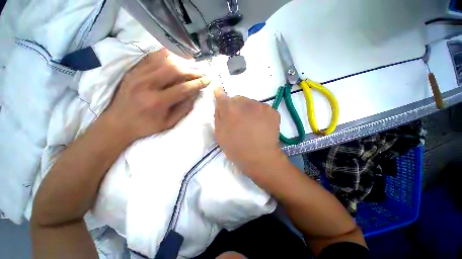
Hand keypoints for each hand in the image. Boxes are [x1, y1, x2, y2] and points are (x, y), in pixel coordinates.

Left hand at [106, 49, 210, 141]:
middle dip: (192, 70)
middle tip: (203, 70)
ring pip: (164, 60)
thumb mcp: (169, 123)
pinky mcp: (134, 70)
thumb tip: (195, 94)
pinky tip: (176, 56)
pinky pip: (152, 57)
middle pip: (175, 70)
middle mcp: (147, 84)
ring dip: (182, 61)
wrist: (118, 123)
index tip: (208, 79)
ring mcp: (138, 75)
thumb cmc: (146, 126)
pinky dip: (166, 54)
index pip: (183, 88)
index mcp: (157, 102)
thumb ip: (184, 108)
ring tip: (194, 63)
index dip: (198, 83)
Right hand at [214, 87, 283, 172]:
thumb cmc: (236, 148)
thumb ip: (218, 116)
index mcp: (231, 109)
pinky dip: (260, 114)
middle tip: (239, 120)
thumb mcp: (220, 134)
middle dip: (236, 106)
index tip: (219, 92)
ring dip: (249, 110)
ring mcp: (261, 106)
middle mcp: (246, 103)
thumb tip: (219, 103)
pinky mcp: (272, 111)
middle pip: (238, 99)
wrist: (260, 158)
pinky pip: (262, 109)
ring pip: (251, 103)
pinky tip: (261, 126)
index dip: (220, 95)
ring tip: (251, 125)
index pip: (222, 96)